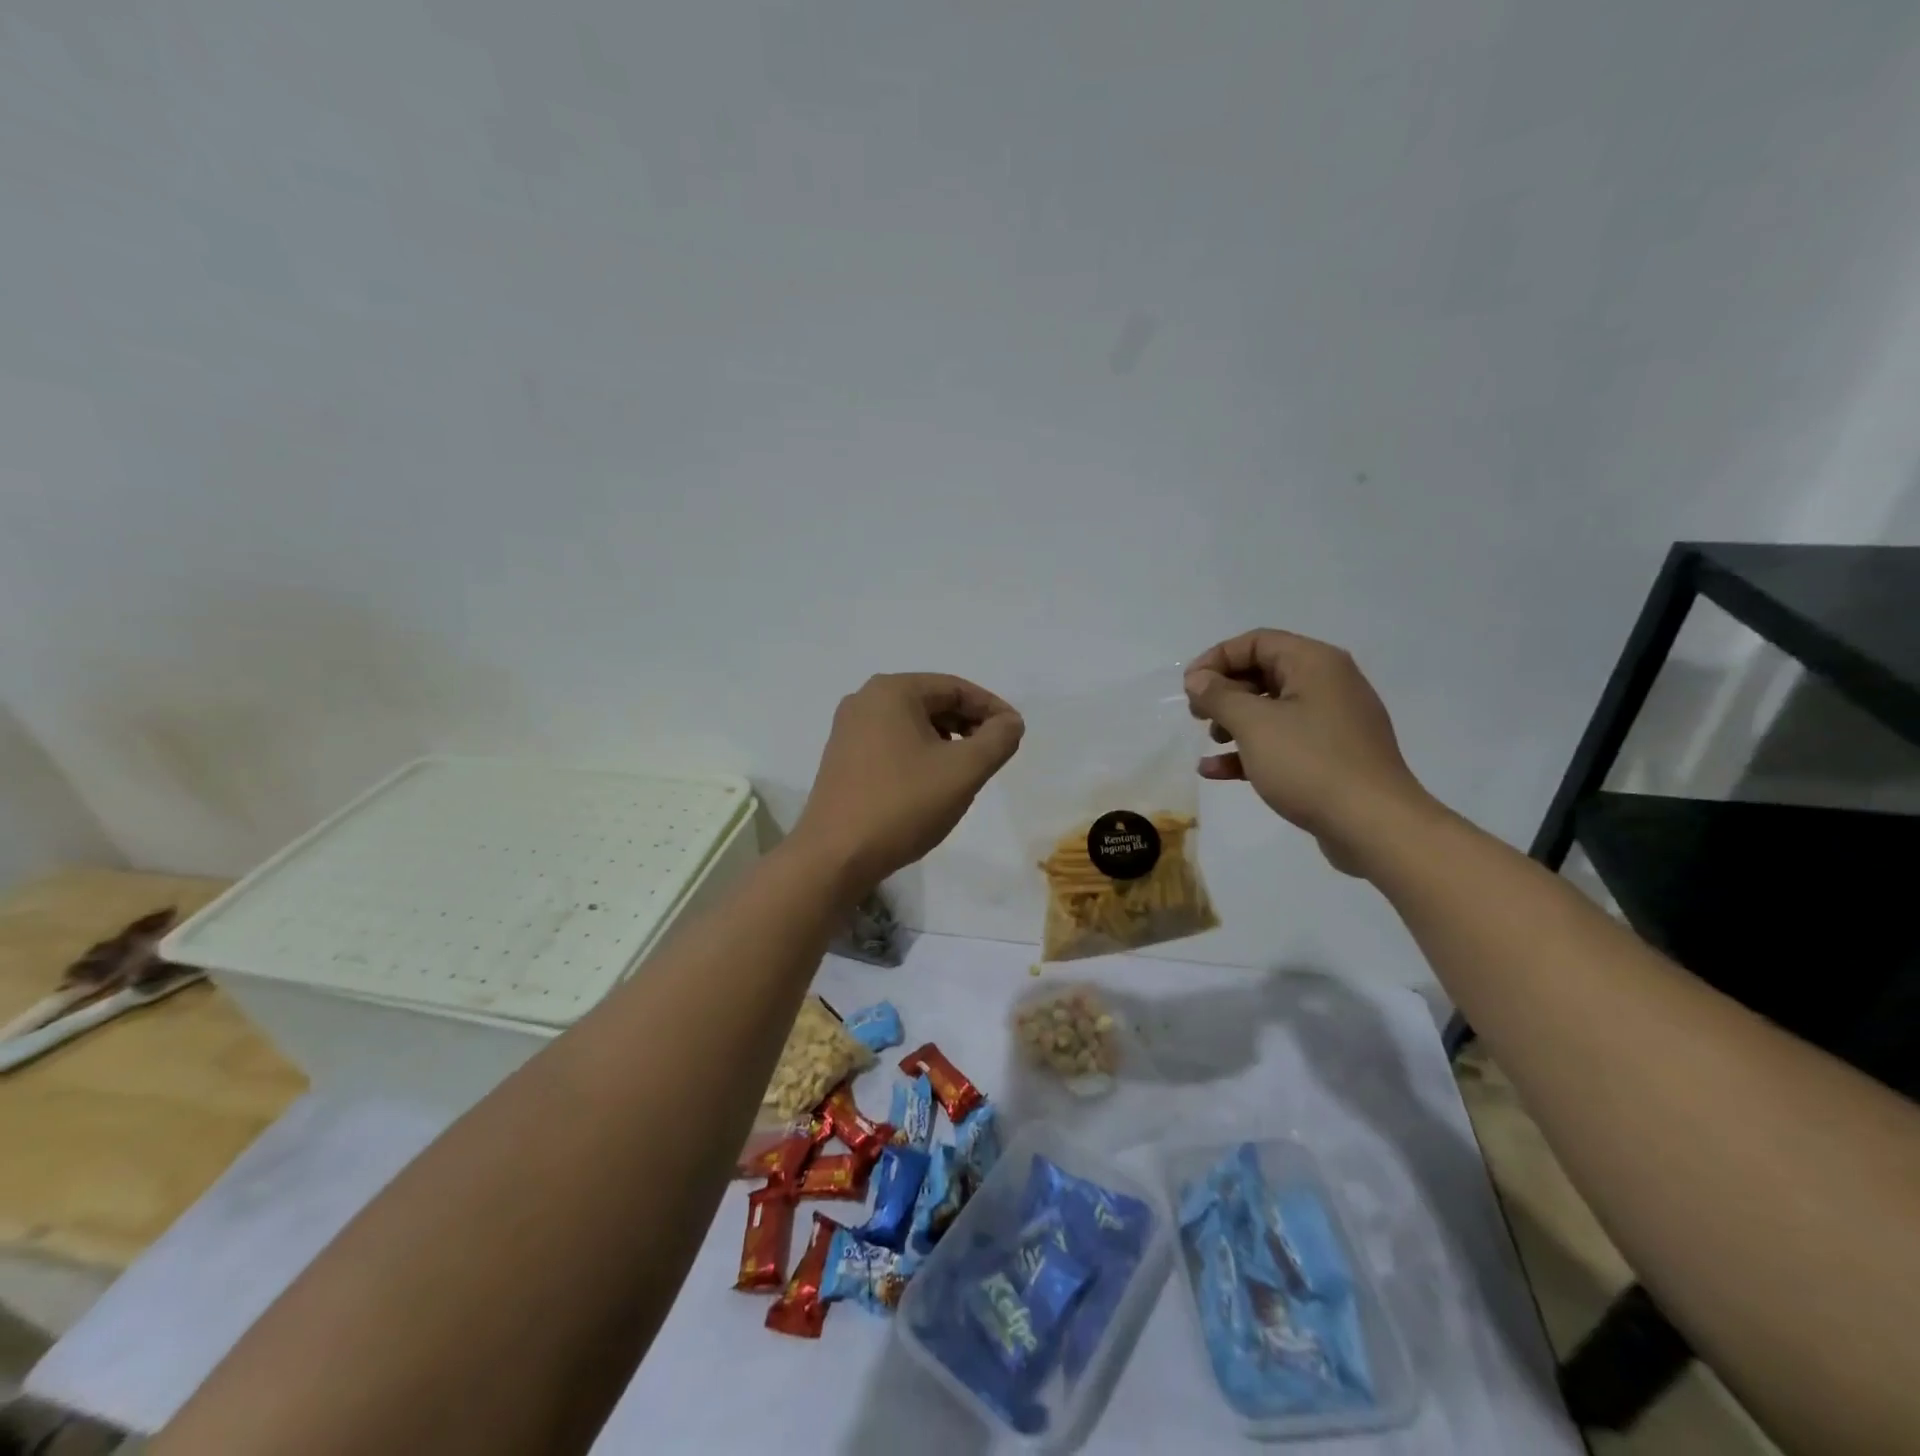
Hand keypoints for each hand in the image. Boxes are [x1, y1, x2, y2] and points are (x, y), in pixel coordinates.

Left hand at [794, 673, 1024, 896]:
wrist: (835, 856)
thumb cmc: (903, 805)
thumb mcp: (964, 771)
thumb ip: (997, 739)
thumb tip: (1010, 722)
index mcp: (892, 691)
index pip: (956, 688)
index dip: (992, 710)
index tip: (1015, 736)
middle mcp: (865, 700)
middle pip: (933, 703)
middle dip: (969, 726)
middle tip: (994, 755)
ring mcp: (849, 730)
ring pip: (913, 725)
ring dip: (946, 742)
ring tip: (966, 772)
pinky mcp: (842, 758)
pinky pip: (893, 744)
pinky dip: (920, 755)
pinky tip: (932, 784)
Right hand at [1183, 630, 1435, 874]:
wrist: (1373, 825)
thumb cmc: (1310, 764)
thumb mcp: (1254, 724)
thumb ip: (1219, 696)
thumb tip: (1197, 678)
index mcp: (1315, 663)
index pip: (1257, 642)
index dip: (1216, 659)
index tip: (1188, 687)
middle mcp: (1328, 683)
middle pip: (1264, 672)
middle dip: (1224, 692)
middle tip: (1196, 715)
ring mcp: (1332, 721)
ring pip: (1272, 709)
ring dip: (1234, 722)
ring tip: (1211, 742)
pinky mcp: (1332, 756)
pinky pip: (1284, 741)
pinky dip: (1251, 749)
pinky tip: (1217, 771)